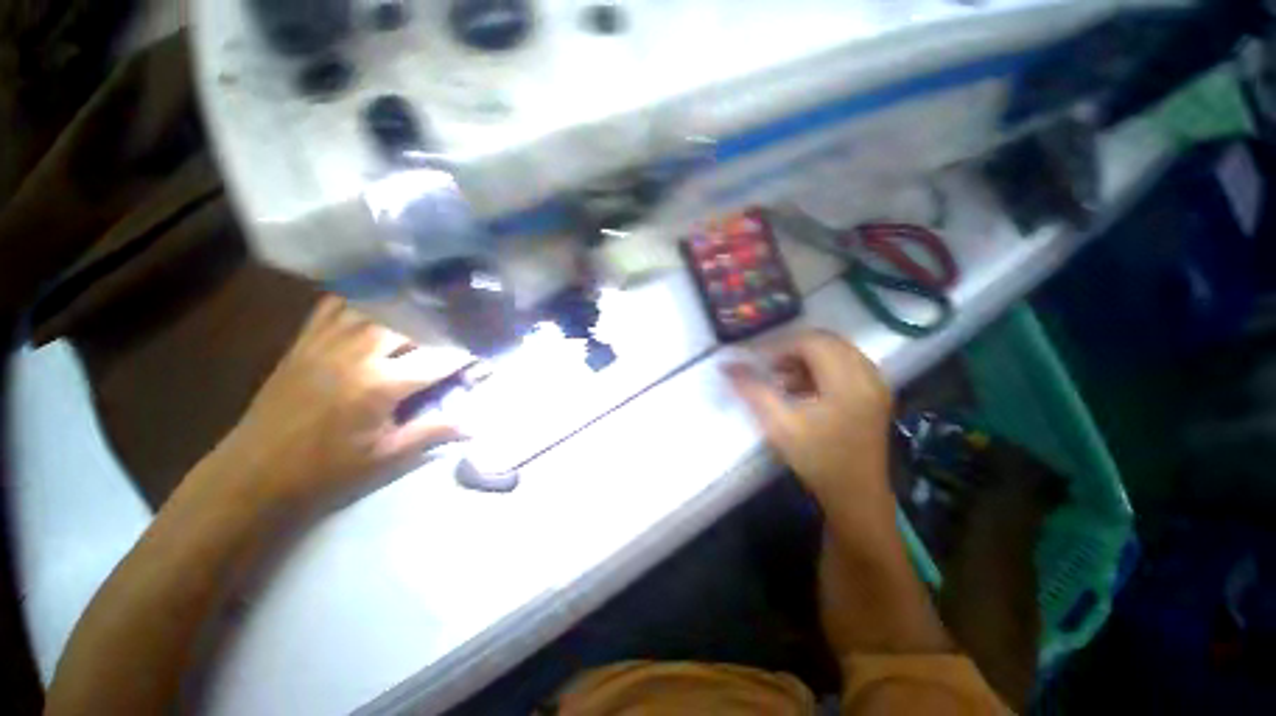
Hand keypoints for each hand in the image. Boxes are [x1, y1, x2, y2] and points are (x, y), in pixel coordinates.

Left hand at [212, 296, 466, 514]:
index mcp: (382, 385)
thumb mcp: (387, 456)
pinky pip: (333, 307)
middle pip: (409, 323)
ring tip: (423, 310)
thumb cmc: (328, 469)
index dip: (466, 354)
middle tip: (455, 330)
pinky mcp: (305, 342)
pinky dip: (357, 300)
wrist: (257, 471)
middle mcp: (358, 354)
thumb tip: (477, 426)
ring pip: (374, 308)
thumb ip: (435, 432)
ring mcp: (327, 343)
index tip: (484, 352)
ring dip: (403, 309)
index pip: (439, 359)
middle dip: (438, 325)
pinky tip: (373, 303)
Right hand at [725, 330, 892, 506]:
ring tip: (783, 379)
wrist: (856, 496)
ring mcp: (875, 384)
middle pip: (826, 341)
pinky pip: (844, 364)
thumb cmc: (817, 461)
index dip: (780, 346)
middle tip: (769, 368)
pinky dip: (820, 368)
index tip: (756, 362)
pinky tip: (802, 388)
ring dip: (806, 358)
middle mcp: (868, 375)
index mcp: (848, 382)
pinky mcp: (873, 393)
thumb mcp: (779, 425)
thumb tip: (726, 366)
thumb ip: (752, 390)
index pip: (812, 342)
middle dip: (792, 349)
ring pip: (836, 351)